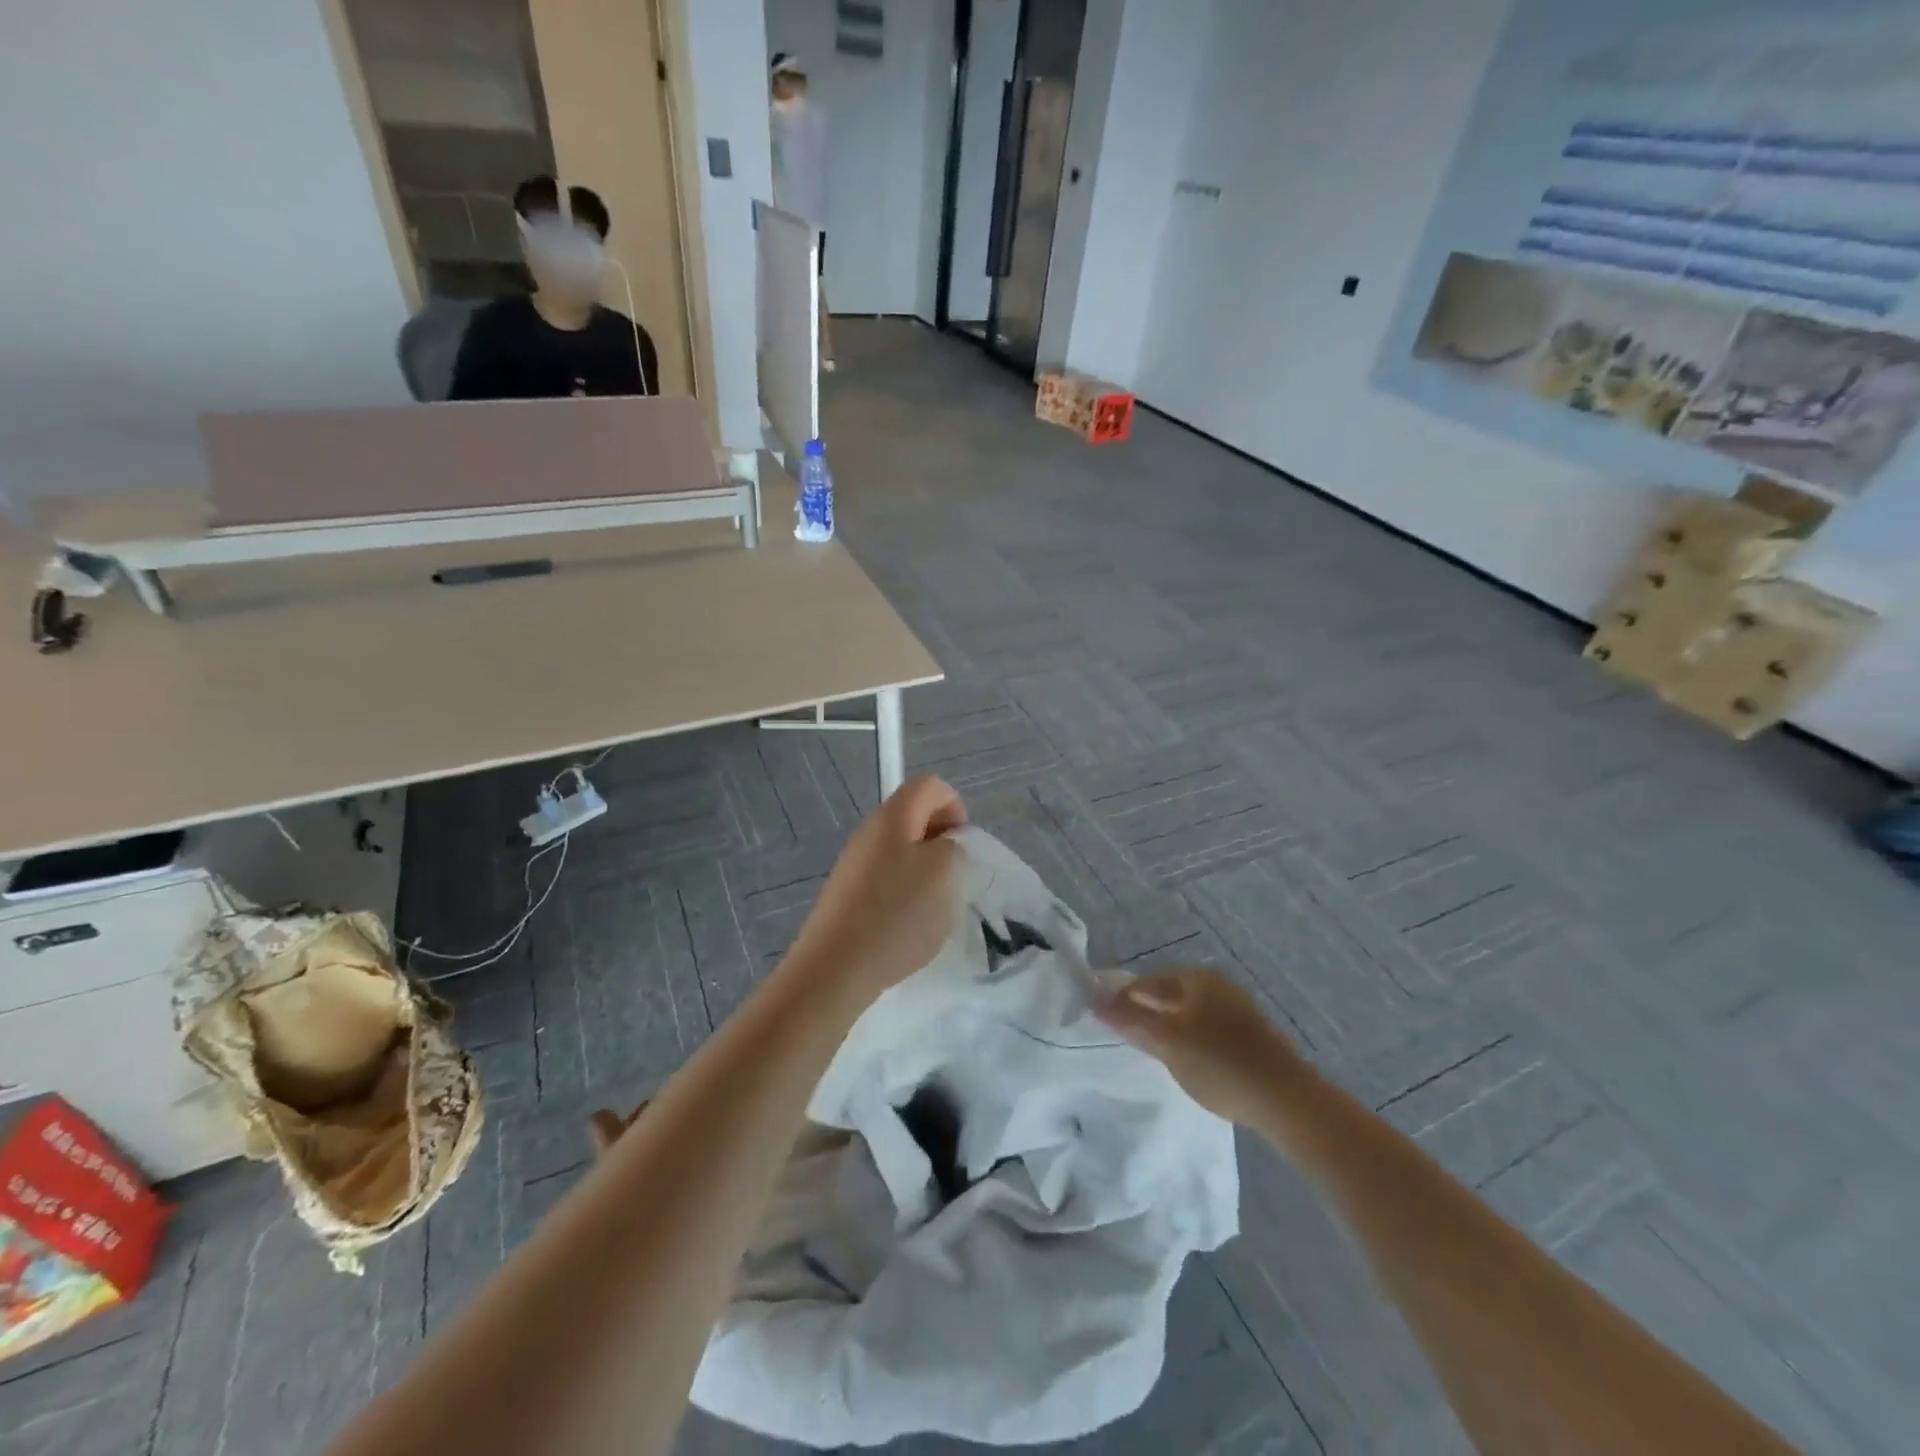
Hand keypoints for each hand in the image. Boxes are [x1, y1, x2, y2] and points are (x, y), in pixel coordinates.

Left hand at [784, 775, 966, 1004]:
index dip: (955, 807)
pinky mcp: (847, 896)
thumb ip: (953, 847)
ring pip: (901, 852)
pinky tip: (908, 926)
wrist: (836, 968)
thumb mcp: (945, 871)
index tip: (962, 845)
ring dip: (925, 872)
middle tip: (953, 876)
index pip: (930, 786)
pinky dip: (905, 895)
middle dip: (941, 842)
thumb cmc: (897, 913)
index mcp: (893, 816)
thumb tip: (941, 847)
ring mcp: (854, 864)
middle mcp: (869, 832)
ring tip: (933, 906)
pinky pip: (886, 881)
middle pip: (913, 817)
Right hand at [1096, 967, 1305, 1126]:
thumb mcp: (1168, 1041)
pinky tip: (1186, 1063)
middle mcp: (1219, 987)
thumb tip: (1096, 1000)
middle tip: (1124, 1037)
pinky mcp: (1250, 1039)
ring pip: (1189, 1015)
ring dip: (1168, 1029)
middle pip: (1170, 996)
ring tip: (1151, 1052)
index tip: (1103, 1020)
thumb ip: (1131, 1020)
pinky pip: (1207, 1031)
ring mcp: (1238, 1012)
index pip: (1148, 982)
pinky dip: (1190, 1041)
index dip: (1123, 999)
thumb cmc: (1220, 1063)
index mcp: (1198, 979)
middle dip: (1146, 1013)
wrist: (1288, 1101)